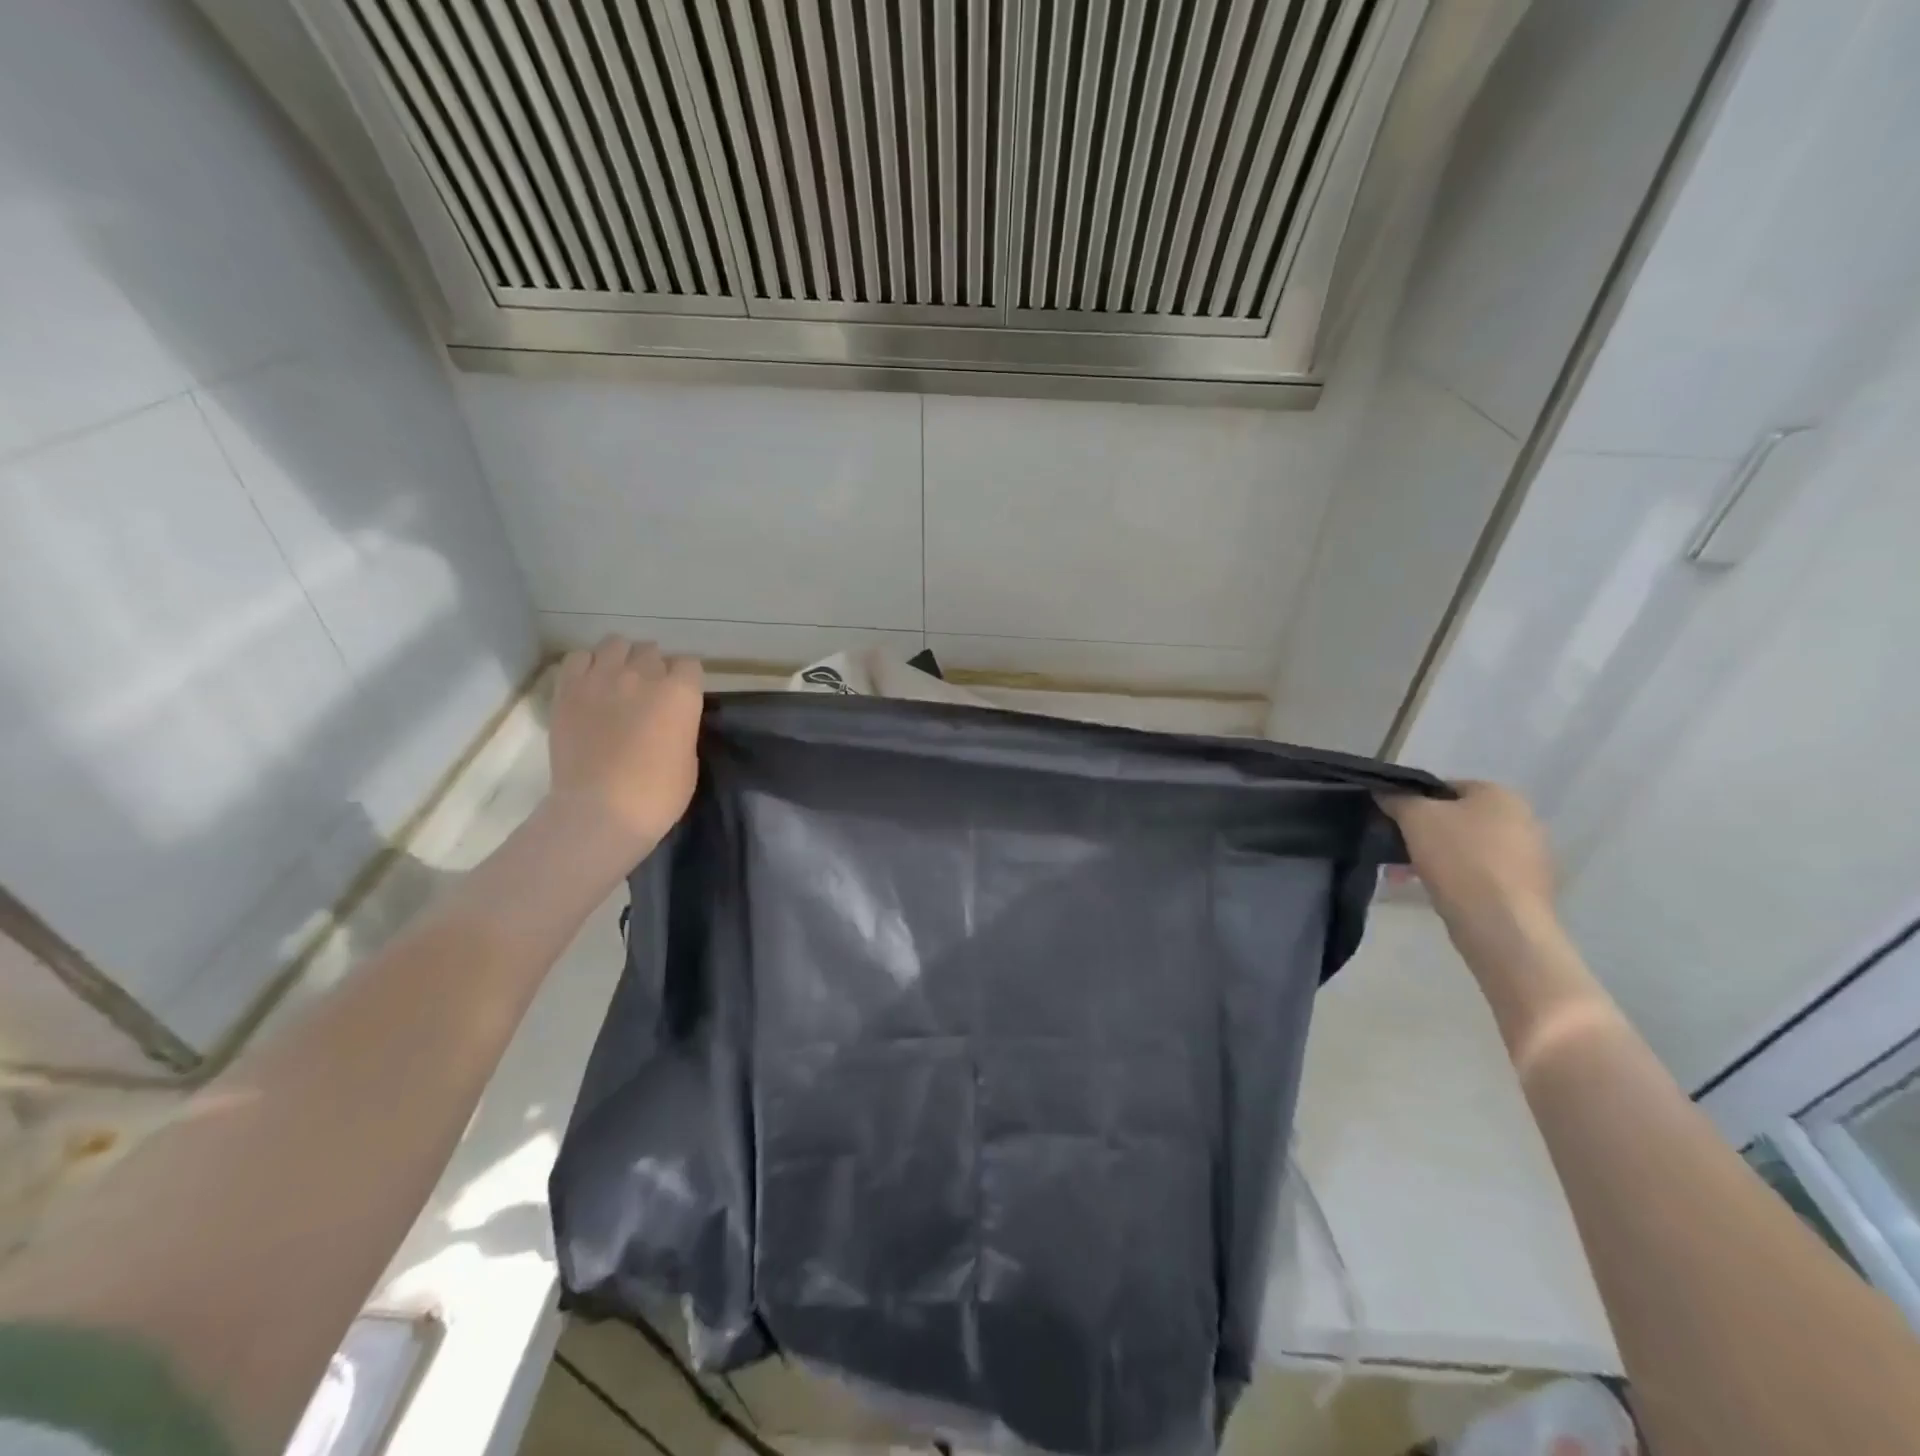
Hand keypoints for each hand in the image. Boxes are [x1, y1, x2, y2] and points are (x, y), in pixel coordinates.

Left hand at [547, 637, 702, 862]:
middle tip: (648, 693)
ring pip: (616, 644)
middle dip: (653, 668)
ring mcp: (602, 678)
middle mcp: (643, 675)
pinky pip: (578, 658)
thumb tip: (668, 719)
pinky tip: (590, 683)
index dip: (685, 681)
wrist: (601, 810)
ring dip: (622, 658)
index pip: (689, 665)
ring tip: (618, 680)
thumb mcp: (688, 759)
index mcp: (680, 693)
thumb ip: (680, 727)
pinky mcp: (568, 690)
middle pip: (651, 651)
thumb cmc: (657, 795)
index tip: (680, 698)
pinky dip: (587, 665)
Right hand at [1378, 781, 1556, 934]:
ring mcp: (1528, 856)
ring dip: (1431, 858)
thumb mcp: (1415, 818)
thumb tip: (1385, 791)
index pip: (1445, 787)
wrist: (1500, 922)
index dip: (1413, 801)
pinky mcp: (1525, 888)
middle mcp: (1522, 819)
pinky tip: (1431, 890)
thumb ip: (1397, 798)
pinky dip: (1453, 878)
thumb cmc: (1458, 858)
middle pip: (1455, 820)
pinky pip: (1479, 874)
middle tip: (1393, 852)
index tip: (1392, 821)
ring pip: (1464, 848)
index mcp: (1500, 795)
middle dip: (1420, 835)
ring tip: (1401, 876)